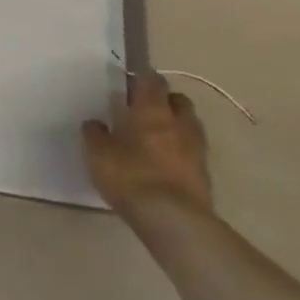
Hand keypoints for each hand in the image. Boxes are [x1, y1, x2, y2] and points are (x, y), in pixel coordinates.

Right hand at [82, 72, 210, 215]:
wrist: (173, 219)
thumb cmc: (130, 176)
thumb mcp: (98, 155)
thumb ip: (95, 135)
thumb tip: (94, 123)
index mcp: (152, 109)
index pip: (152, 80)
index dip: (141, 80)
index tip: (128, 87)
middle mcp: (178, 122)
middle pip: (177, 99)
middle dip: (163, 101)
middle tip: (143, 112)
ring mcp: (196, 147)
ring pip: (189, 124)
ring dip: (175, 125)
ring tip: (155, 138)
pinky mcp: (204, 173)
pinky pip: (193, 151)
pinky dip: (181, 151)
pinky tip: (165, 163)